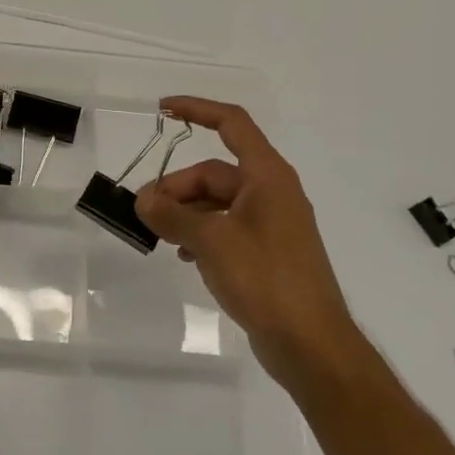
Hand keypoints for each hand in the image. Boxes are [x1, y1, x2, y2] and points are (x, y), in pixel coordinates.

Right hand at [135, 97, 345, 386]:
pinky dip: (200, 234)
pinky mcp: (265, 253)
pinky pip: (225, 229)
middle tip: (144, 212)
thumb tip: (143, 199)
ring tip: (157, 235)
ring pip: (216, 203)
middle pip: (214, 173)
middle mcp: (271, 192)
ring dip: (185, 213)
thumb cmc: (266, 279)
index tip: (163, 110)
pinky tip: (182, 256)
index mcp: (267, 176)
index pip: (232, 124)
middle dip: (177, 187)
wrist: (311, 344)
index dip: (197, 110)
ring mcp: (270, 224)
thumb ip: (173, 215)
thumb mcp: (212, 242)